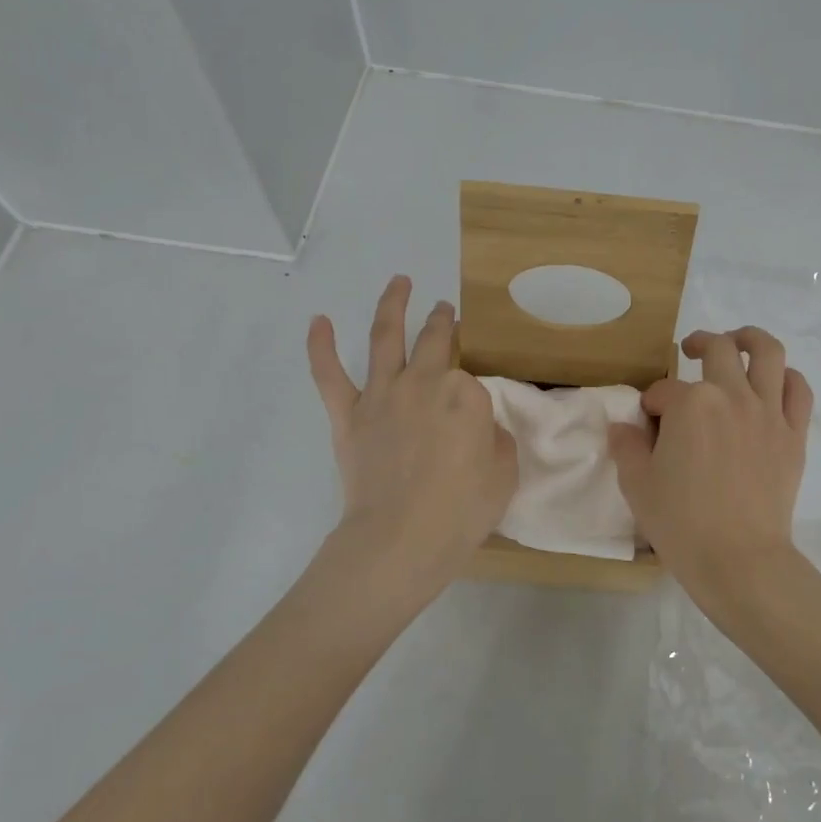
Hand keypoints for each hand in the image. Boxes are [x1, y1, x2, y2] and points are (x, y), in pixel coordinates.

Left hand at [308, 277, 517, 593]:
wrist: (400, 539)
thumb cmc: (461, 511)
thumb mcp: (503, 472)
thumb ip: (493, 437)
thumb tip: (477, 426)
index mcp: (465, 393)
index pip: (472, 379)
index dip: (475, 392)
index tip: (476, 406)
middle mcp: (423, 381)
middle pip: (434, 340)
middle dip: (442, 321)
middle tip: (445, 310)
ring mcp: (382, 395)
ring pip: (384, 337)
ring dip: (393, 304)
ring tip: (399, 282)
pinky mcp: (348, 415)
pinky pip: (329, 374)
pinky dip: (320, 346)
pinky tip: (318, 321)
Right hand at [607, 327, 812, 601]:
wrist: (739, 559)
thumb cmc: (681, 523)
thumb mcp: (637, 485)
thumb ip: (627, 447)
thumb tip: (622, 427)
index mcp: (690, 404)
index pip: (663, 391)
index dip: (651, 405)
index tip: (648, 424)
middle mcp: (731, 395)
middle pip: (717, 350)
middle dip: (698, 345)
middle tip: (688, 352)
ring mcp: (768, 412)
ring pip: (768, 352)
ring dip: (749, 339)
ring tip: (737, 342)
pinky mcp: (793, 434)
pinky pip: (798, 390)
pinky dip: (787, 377)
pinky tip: (774, 382)